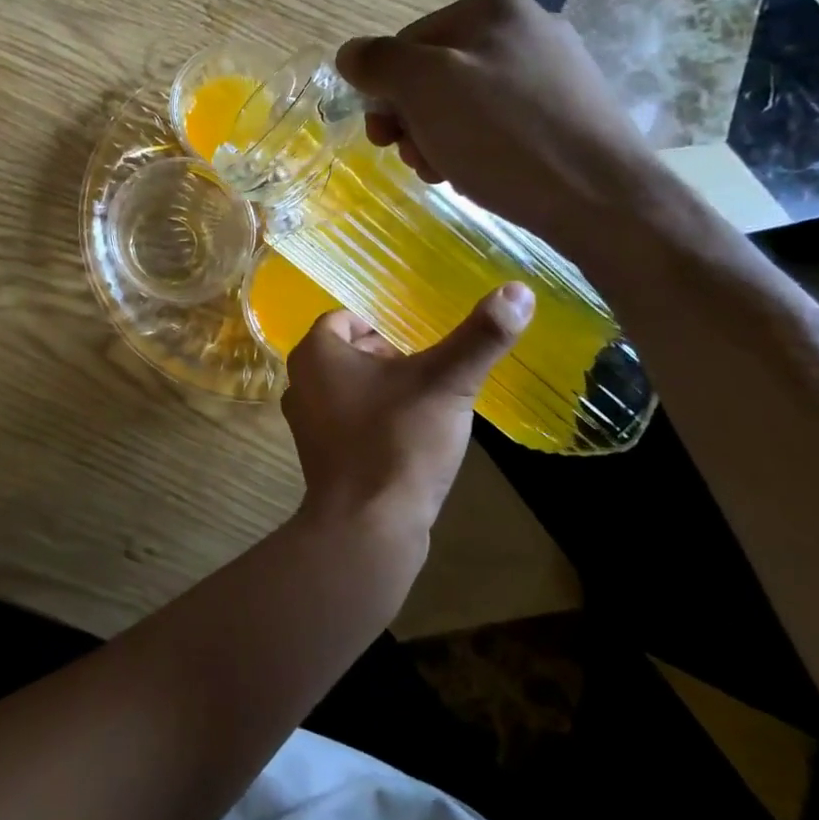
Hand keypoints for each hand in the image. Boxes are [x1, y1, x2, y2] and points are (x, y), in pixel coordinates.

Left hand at [281, 284, 534, 537]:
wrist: (367, 529)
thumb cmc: (398, 442)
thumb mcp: (446, 383)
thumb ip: (480, 337)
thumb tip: (518, 290)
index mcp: (316, 353)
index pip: (346, 319)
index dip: (384, 327)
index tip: (419, 346)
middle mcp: (300, 382)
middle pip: (348, 353)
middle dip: (387, 359)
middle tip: (428, 375)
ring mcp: (305, 423)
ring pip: (348, 388)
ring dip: (383, 391)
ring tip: (423, 407)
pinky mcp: (319, 457)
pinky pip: (348, 422)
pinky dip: (374, 422)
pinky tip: (408, 441)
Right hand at [336, 0, 661, 257]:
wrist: (601, 198)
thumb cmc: (504, 136)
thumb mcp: (425, 89)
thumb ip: (379, 62)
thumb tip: (349, 52)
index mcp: (491, 9)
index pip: (405, 43)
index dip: (385, 92)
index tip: (385, 138)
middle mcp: (524, 28)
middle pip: (433, 74)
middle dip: (413, 121)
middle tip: (417, 160)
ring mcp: (550, 70)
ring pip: (462, 102)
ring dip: (438, 139)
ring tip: (447, 173)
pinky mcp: (565, 111)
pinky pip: (496, 123)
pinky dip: (475, 148)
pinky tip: (479, 175)